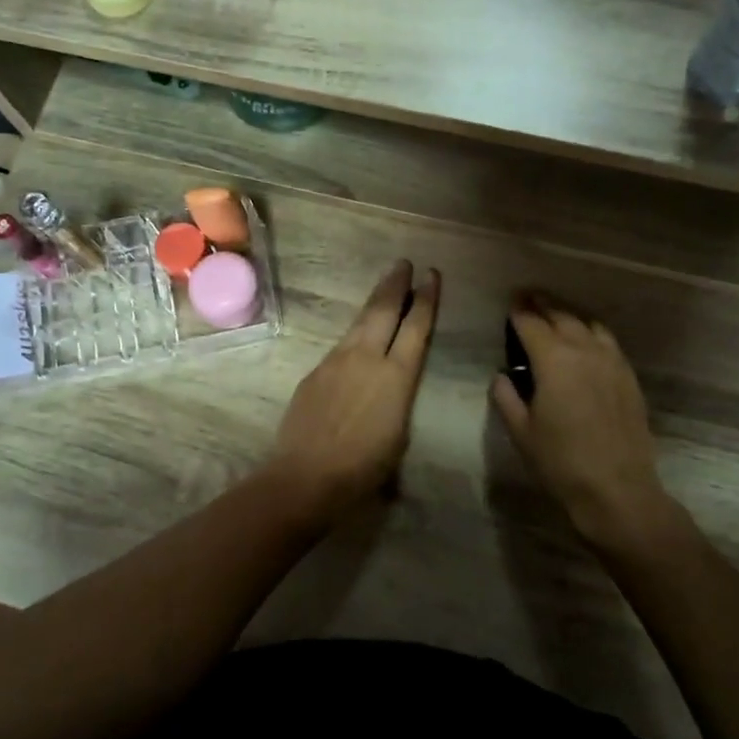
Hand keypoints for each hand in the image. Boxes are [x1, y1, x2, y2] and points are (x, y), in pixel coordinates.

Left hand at [267, 261, 440, 512]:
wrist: (306, 475)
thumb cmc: (364, 466)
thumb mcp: (398, 434)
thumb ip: (399, 400)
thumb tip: (393, 387)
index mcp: (396, 376)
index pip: (416, 327)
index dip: (427, 300)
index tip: (431, 276)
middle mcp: (367, 358)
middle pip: (384, 310)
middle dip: (396, 284)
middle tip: (404, 263)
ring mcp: (337, 361)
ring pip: (360, 322)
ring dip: (374, 302)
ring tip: (384, 287)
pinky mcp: (315, 371)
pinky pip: (341, 345)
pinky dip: (355, 334)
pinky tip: (357, 337)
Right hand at [490, 296, 674, 550]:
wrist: (617, 489)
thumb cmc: (561, 462)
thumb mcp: (521, 432)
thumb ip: (507, 397)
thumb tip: (502, 376)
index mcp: (553, 360)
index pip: (531, 323)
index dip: (518, 312)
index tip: (510, 304)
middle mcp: (584, 350)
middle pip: (561, 316)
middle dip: (542, 305)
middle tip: (528, 299)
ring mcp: (611, 361)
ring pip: (588, 324)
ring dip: (568, 316)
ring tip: (556, 317)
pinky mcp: (628, 376)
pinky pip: (608, 341)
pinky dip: (591, 333)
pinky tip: (585, 343)